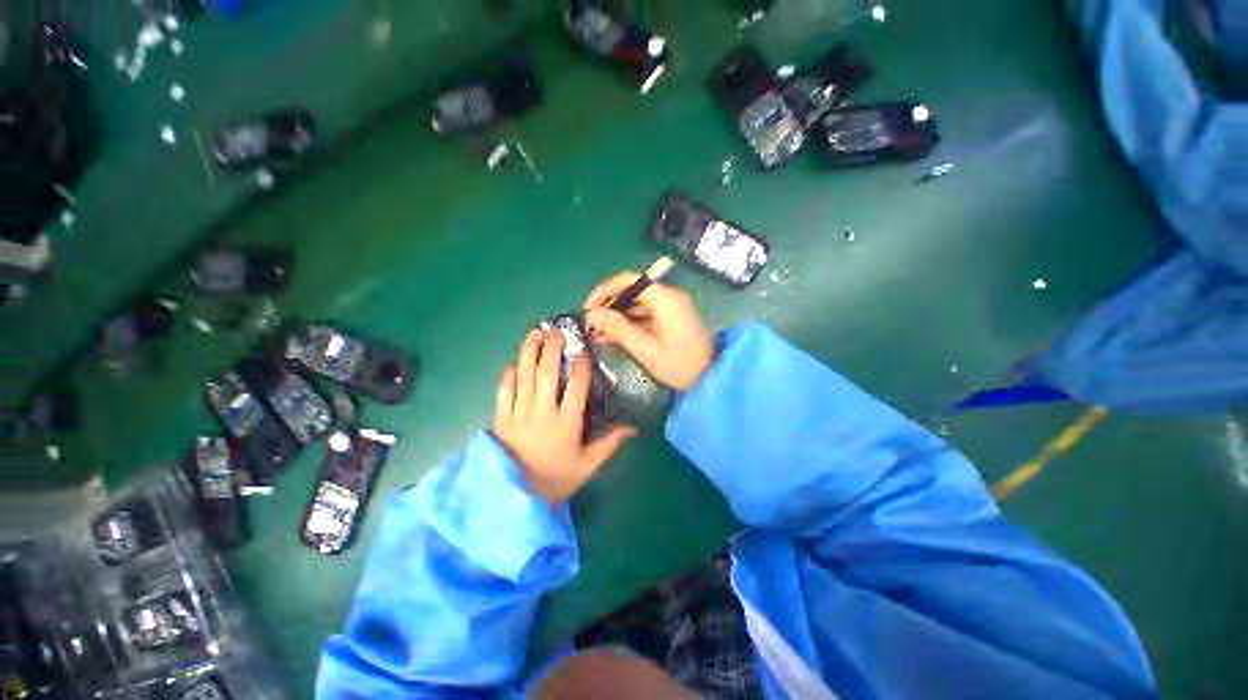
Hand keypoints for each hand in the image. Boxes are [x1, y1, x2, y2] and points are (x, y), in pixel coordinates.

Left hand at [492, 329, 636, 504]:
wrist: (514, 498)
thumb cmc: (555, 480)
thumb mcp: (587, 466)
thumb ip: (609, 444)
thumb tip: (633, 428)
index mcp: (565, 423)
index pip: (575, 387)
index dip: (580, 366)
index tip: (583, 350)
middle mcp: (542, 412)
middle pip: (547, 373)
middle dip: (552, 348)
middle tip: (556, 331)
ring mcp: (518, 413)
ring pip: (524, 375)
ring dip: (529, 352)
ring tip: (534, 333)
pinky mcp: (501, 419)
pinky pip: (504, 391)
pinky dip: (509, 375)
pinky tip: (514, 364)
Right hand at [583, 273, 715, 390]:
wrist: (713, 378)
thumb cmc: (681, 365)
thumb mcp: (647, 349)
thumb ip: (619, 329)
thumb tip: (592, 315)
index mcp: (665, 299)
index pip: (629, 281)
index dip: (604, 291)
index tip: (588, 308)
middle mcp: (668, 297)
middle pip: (631, 292)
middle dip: (608, 307)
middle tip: (589, 325)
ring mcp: (669, 309)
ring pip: (635, 306)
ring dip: (616, 318)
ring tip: (595, 334)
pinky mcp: (669, 320)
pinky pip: (644, 317)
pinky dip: (627, 325)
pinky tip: (610, 338)